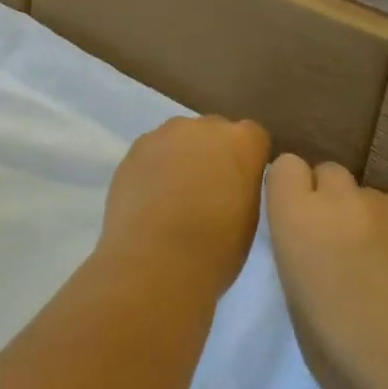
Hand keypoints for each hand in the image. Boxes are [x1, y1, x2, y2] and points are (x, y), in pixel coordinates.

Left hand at [98, 116, 271, 303]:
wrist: (153, 262)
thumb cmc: (214, 249)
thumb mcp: (249, 218)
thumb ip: (244, 186)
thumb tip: (232, 183)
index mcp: (241, 142)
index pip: (254, 137)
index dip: (248, 160)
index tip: (242, 185)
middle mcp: (203, 127)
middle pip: (215, 132)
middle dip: (215, 153)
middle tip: (209, 190)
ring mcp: (164, 134)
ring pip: (180, 139)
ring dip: (182, 158)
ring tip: (174, 196)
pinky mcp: (134, 149)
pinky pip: (152, 152)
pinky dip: (155, 169)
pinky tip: (150, 199)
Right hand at [265, 153, 387, 388]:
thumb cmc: (342, 354)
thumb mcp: (296, 300)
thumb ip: (298, 253)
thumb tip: (309, 243)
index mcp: (295, 219)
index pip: (285, 166)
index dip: (291, 188)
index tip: (296, 216)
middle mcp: (336, 199)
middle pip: (327, 171)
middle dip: (328, 197)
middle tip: (337, 238)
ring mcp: (383, 204)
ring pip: (366, 192)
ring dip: (365, 214)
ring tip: (380, 256)